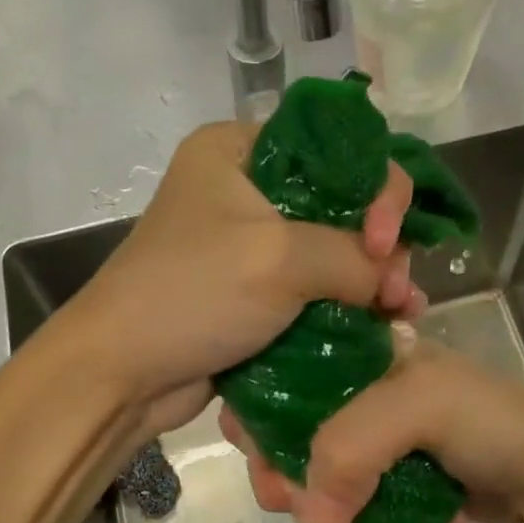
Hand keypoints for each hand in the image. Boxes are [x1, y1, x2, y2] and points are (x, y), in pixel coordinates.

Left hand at [67, 121, 425, 437]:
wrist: (122, 373)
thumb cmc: (192, 295)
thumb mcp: (279, 258)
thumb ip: (352, 256)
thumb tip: (391, 281)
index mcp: (240, 151)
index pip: (337, 149)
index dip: (376, 189)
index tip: (384, 242)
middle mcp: (246, 191)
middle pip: (340, 204)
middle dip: (379, 247)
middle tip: (400, 292)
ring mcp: (249, 248)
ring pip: (331, 254)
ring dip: (370, 283)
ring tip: (401, 315)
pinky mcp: (252, 297)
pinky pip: (312, 293)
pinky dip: (345, 309)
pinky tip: (381, 328)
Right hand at [221, 338, 523, 522]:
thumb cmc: (487, 420)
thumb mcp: (419, 408)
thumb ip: (351, 450)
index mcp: (349, 355)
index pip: (274, 380)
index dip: (257, 423)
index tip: (266, 465)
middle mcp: (347, 394)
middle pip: (283, 435)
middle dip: (287, 479)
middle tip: (305, 510)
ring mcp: (364, 441)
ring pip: (309, 478)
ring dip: (322, 512)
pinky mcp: (379, 480)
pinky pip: (341, 504)